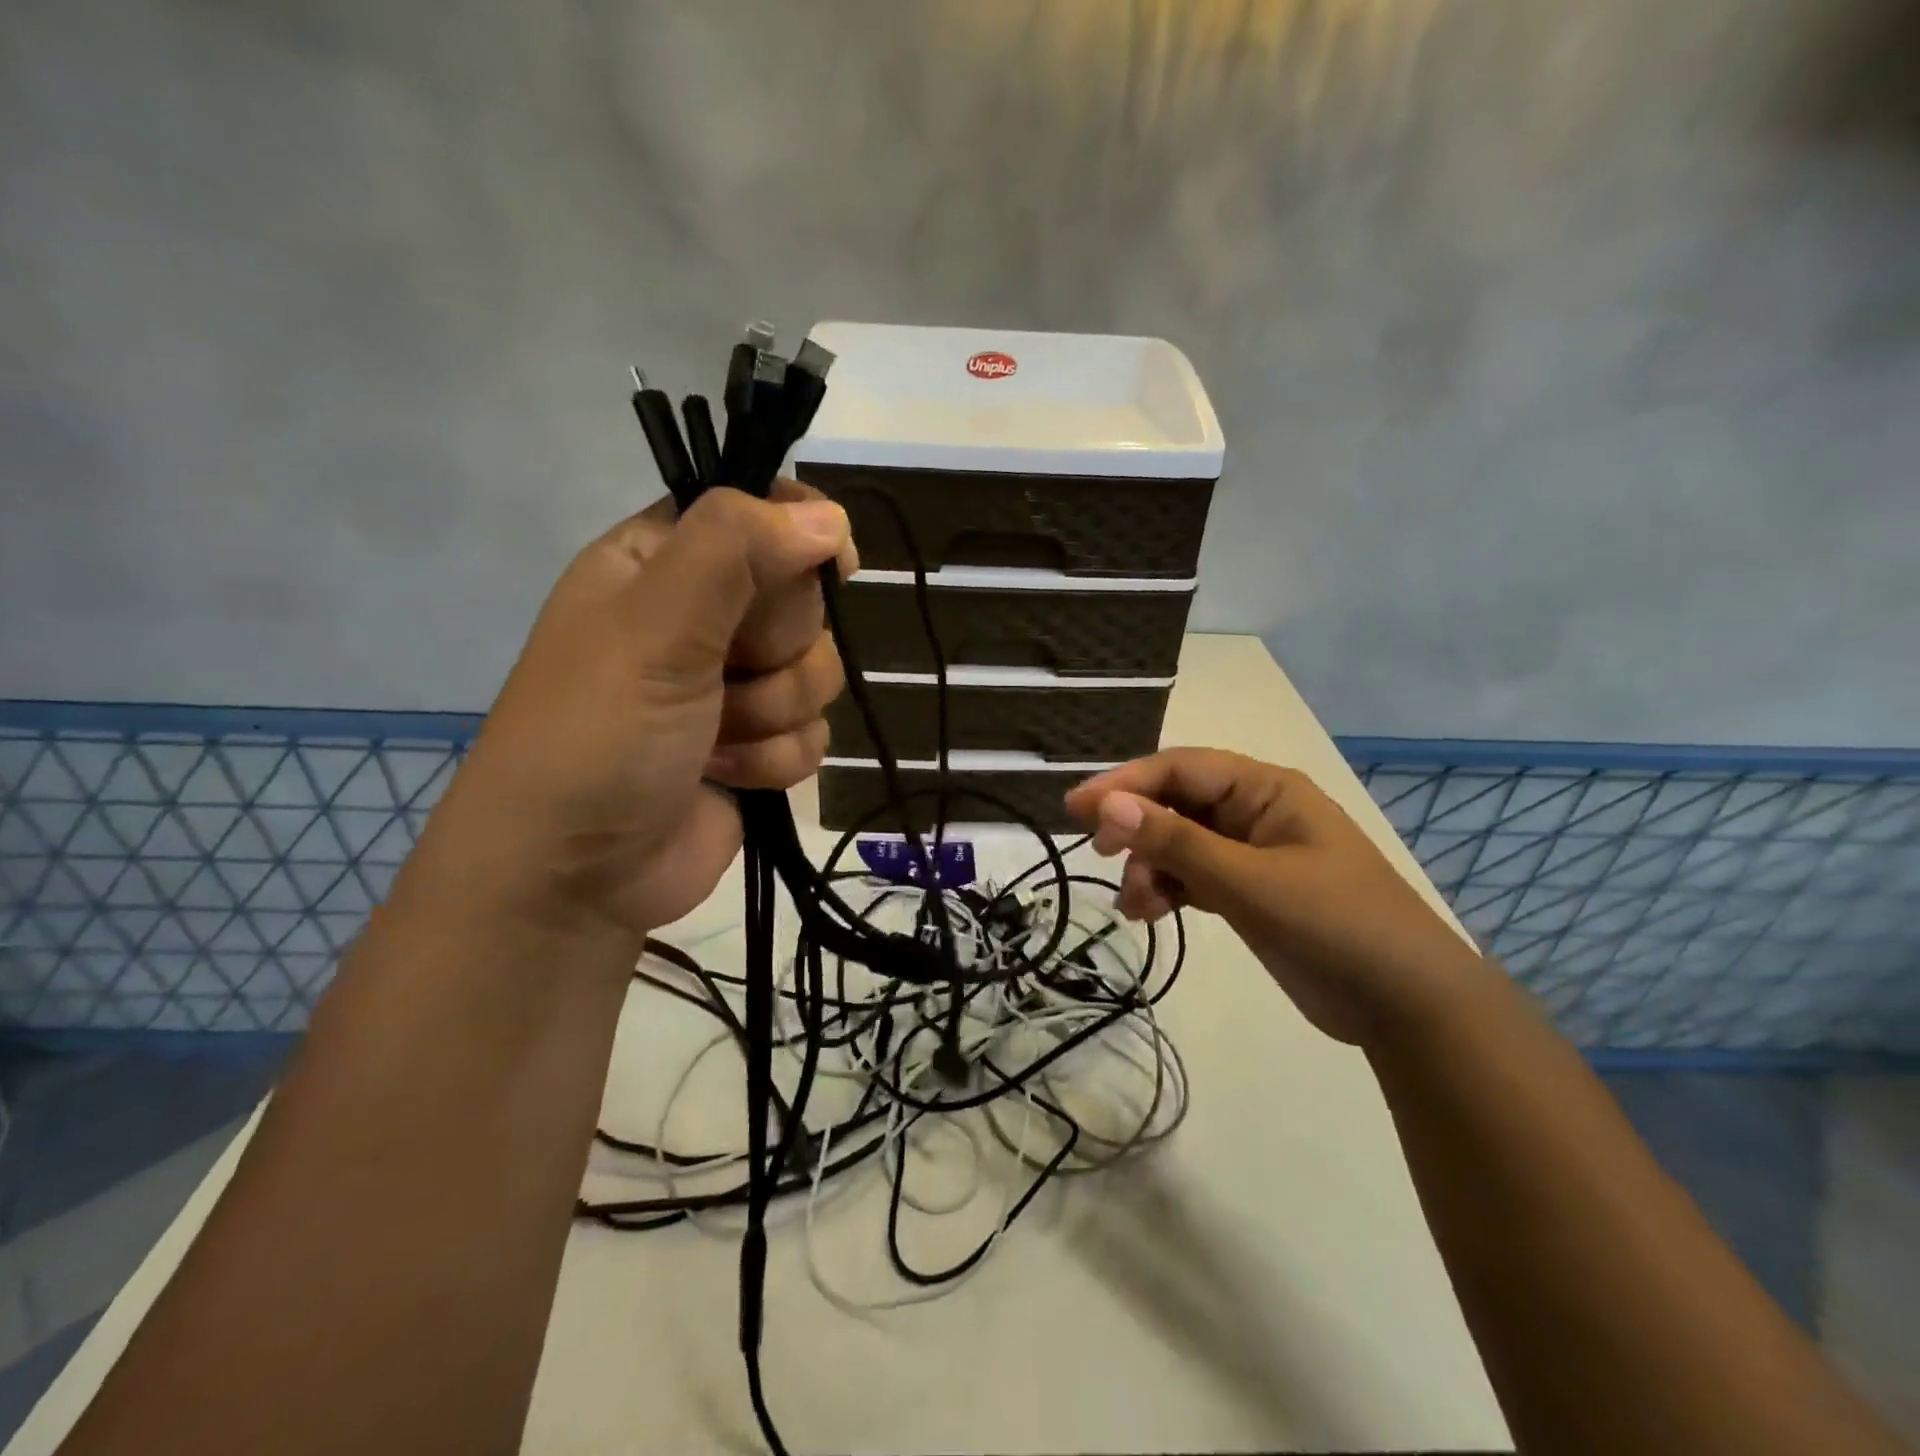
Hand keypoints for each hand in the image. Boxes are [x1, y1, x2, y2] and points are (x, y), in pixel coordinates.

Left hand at [410, 482, 855, 949]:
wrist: (577, 877)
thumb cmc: (598, 735)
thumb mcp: (655, 625)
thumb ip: (735, 550)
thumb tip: (830, 516)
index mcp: (662, 565)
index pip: (755, 513)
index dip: (797, 533)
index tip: (832, 563)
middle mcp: (703, 618)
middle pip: (802, 598)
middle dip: (775, 646)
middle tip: (724, 672)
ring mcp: (736, 687)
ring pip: (818, 672)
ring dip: (773, 712)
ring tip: (715, 739)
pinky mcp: (760, 747)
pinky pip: (814, 733)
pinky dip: (775, 759)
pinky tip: (726, 777)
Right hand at [1064, 748, 1484, 1045]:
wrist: (1409, 1006)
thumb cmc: (1336, 925)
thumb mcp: (1250, 882)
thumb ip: (1177, 843)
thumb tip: (1107, 805)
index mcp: (1265, 790)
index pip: (1180, 768)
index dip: (1125, 783)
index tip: (1076, 808)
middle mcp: (1255, 812)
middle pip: (1176, 803)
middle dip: (1136, 828)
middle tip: (1100, 854)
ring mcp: (1252, 854)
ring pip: (1179, 843)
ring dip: (1149, 866)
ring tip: (1134, 905)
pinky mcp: (1249, 892)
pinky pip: (1192, 876)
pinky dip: (1167, 890)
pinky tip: (1149, 914)